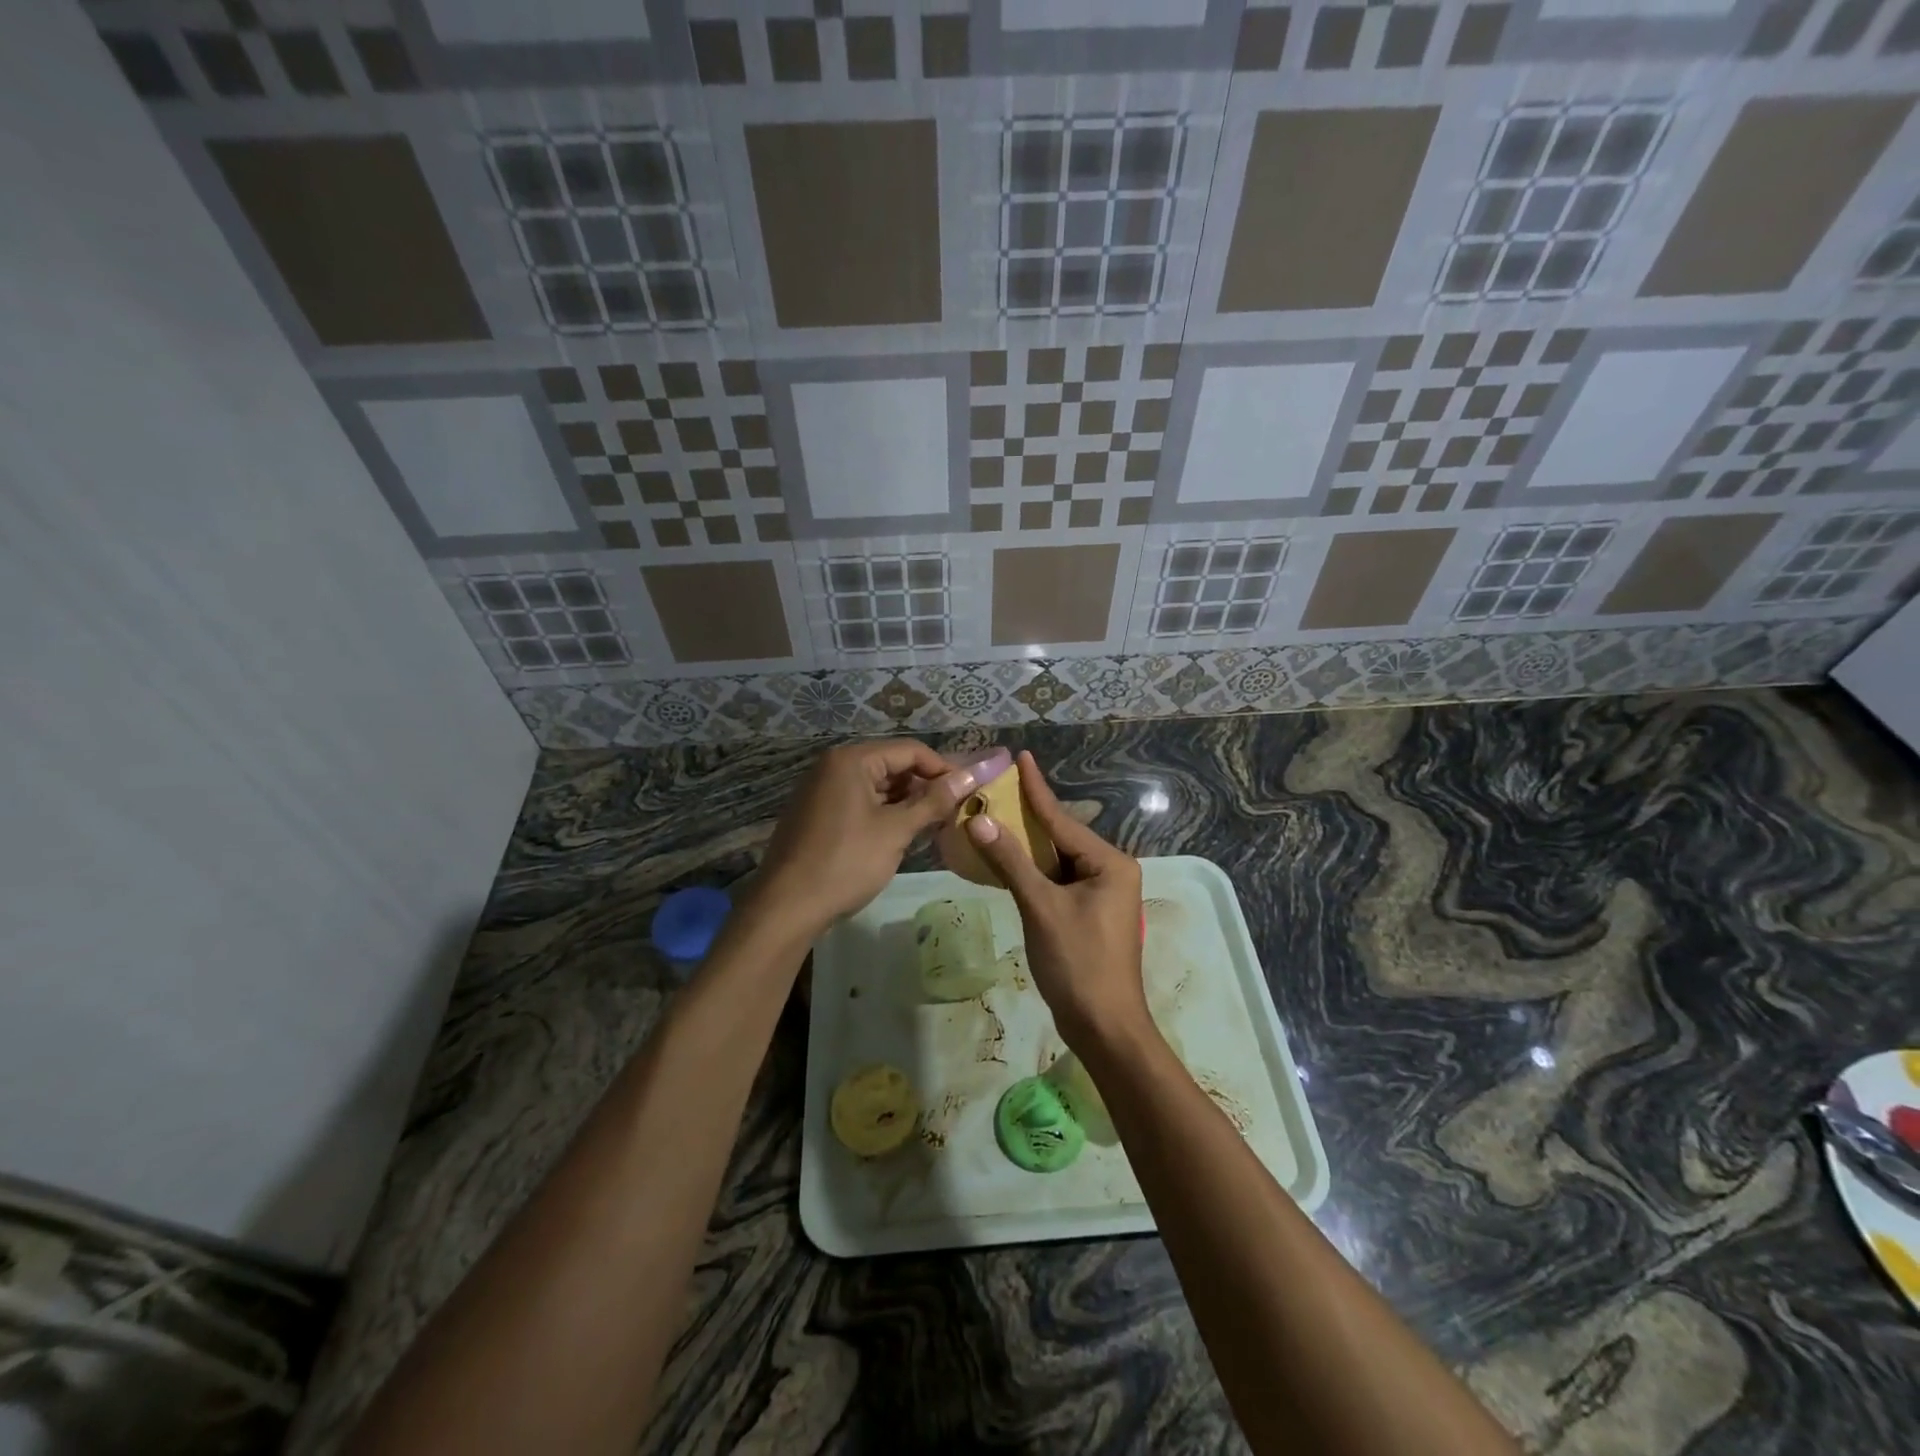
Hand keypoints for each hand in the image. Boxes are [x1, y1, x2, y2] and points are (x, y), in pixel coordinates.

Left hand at [757, 740, 975, 933]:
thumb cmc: (845, 863)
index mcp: (851, 760)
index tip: (971, 791)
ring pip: (877, 786)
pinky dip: (884, 813)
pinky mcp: (818, 813)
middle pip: (892, 765)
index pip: (910, 750)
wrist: (786, 907)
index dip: (944, 768)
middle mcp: (833, 766)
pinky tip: (904, 835)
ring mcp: (822, 790)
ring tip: (935, 825)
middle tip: (955, 810)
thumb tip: (970, 777)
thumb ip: (934, 801)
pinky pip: (860, 802)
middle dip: (925, 786)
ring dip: (906, 802)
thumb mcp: (895, 831)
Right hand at [963, 752, 1147, 1052]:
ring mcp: (1101, 895)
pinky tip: (1008, 861)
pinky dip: (1032, 872)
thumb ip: (1011, 861)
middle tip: (997, 789)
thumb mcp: (1041, 907)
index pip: (1062, 821)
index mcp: (1110, 864)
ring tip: (995, 818)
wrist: (1104, 1027)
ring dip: (1026, 847)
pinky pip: (1057, 881)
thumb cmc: (1078, 963)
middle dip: (1028, 817)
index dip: (1037, 790)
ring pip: (1057, 861)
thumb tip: (980, 819)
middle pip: (1060, 838)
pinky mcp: (1088, 915)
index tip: (1021, 757)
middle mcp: (1110, 872)